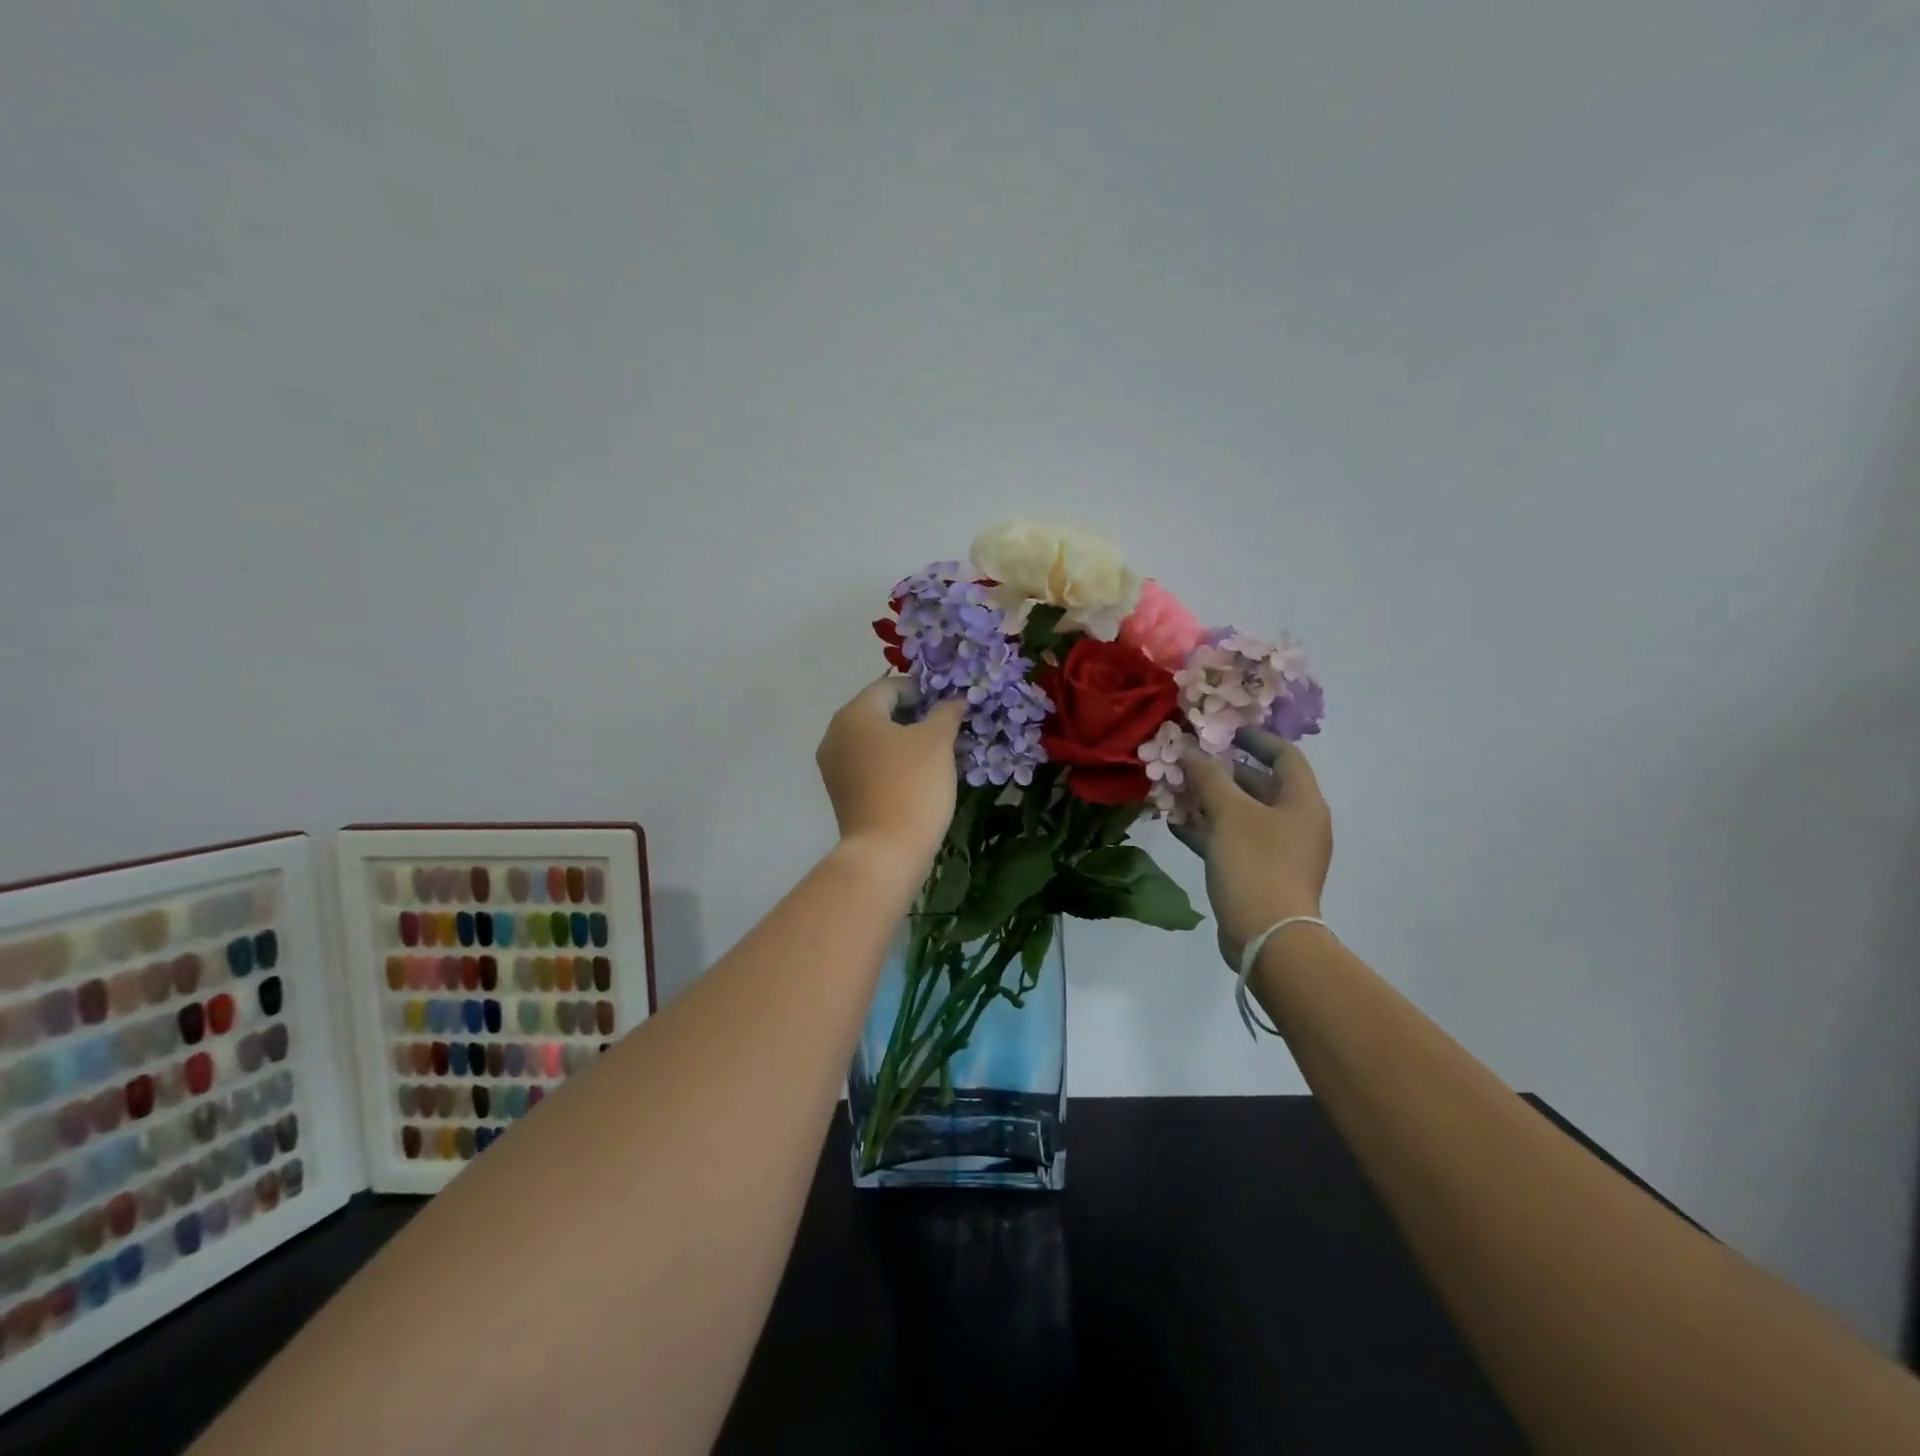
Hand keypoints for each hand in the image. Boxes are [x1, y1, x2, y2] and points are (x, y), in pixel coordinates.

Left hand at [816, 678, 965, 867]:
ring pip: (876, 741)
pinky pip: (870, 765)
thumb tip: (954, 700)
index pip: (890, 686)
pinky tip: (920, 777)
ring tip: (940, 754)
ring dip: (907, 741)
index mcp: (854, 714)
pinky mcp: (842, 792)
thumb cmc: (912, 786)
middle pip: (880, 713)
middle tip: (949, 730)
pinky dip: (893, 763)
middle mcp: (836, 734)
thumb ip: (946, 713)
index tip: (949, 705)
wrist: (886, 852)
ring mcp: (835, 766)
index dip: (922, 690)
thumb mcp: (937, 742)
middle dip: (916, 717)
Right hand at [1172, 728, 1332, 966]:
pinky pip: (1232, 841)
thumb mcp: (1229, 813)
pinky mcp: (1259, 874)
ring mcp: (1278, 851)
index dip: (1255, 738)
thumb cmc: (1255, 863)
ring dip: (1209, 801)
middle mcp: (1296, 822)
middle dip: (1222, 772)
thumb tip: (1190, 751)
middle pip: (1260, 785)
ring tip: (1175, 790)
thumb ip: (1209, 777)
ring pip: (1241, 815)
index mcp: (1302, 802)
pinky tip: (1175, 825)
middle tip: (1188, 760)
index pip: (1284, 755)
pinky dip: (1207, 831)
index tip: (1223, 730)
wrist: (1268, 936)